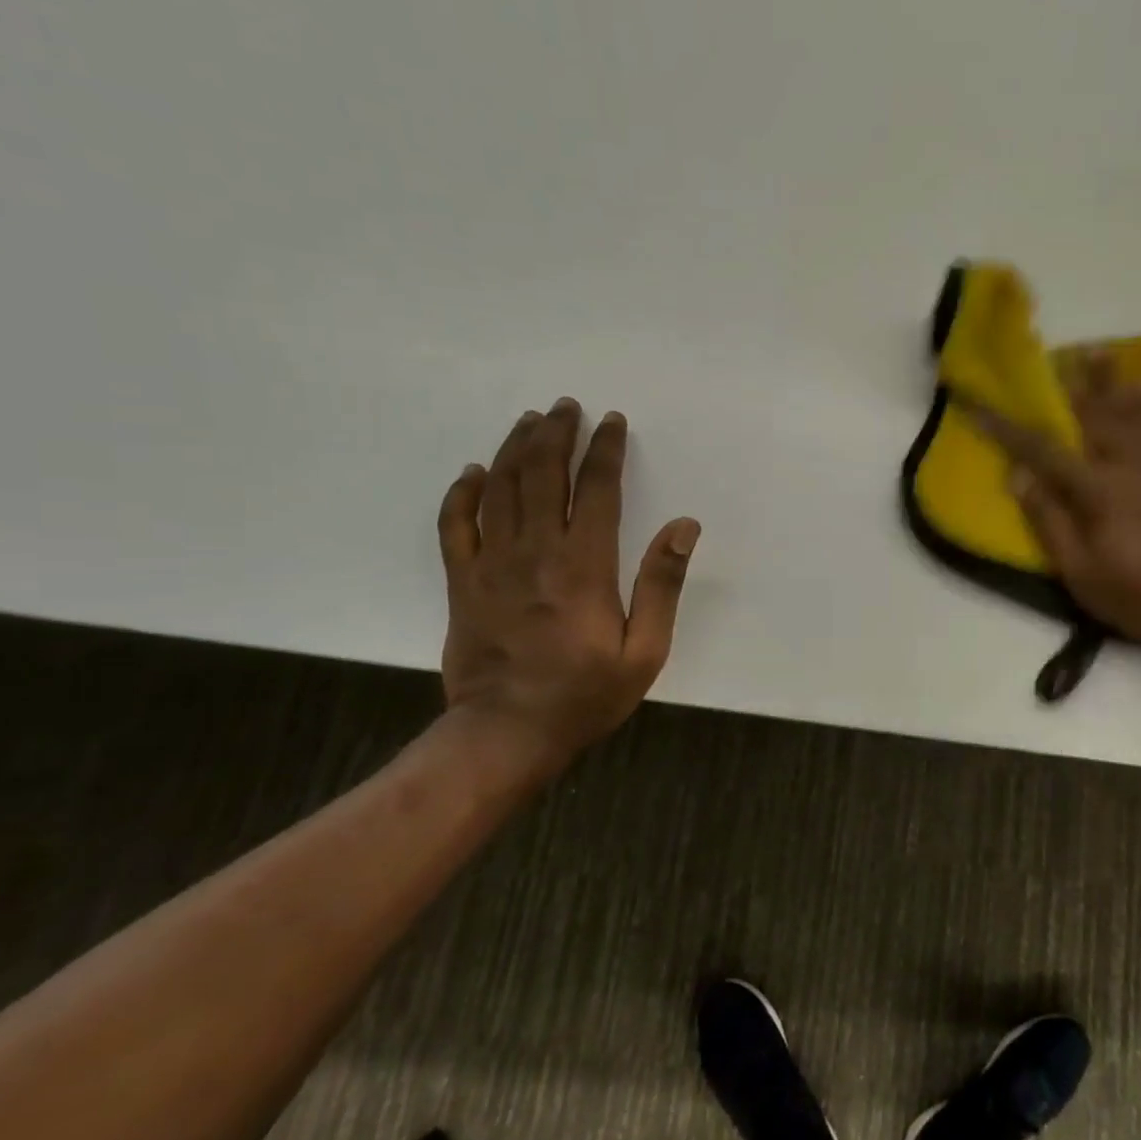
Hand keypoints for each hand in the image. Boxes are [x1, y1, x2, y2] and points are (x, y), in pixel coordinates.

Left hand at [437, 399, 699, 765]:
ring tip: (530, 420)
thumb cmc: (585, 694)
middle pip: (542, 475)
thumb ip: (663, 584)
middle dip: (556, 434)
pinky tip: (472, 471)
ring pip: (499, 488)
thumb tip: (684, 526)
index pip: (595, 488)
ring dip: (514, 448)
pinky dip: (462, 493)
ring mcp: (492, 564)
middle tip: (566, 406)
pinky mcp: (463, 582)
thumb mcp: (645, 649)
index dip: (604, 450)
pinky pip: (455, 525)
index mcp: (584, 565)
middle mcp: (535, 552)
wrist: (506, 733)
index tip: (612, 422)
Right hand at [971, 364, 1140, 657]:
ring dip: (1112, 379)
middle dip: (1070, 383)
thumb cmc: (1140, 597)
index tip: (982, 407)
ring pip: (1135, 408)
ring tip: (1098, 353)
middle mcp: (1134, 462)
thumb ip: (1050, 520)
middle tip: (1053, 356)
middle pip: (1096, 412)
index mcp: (1100, 490)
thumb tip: (1019, 475)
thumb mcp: (1081, 573)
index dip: (1009, 428)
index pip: (1044, 449)